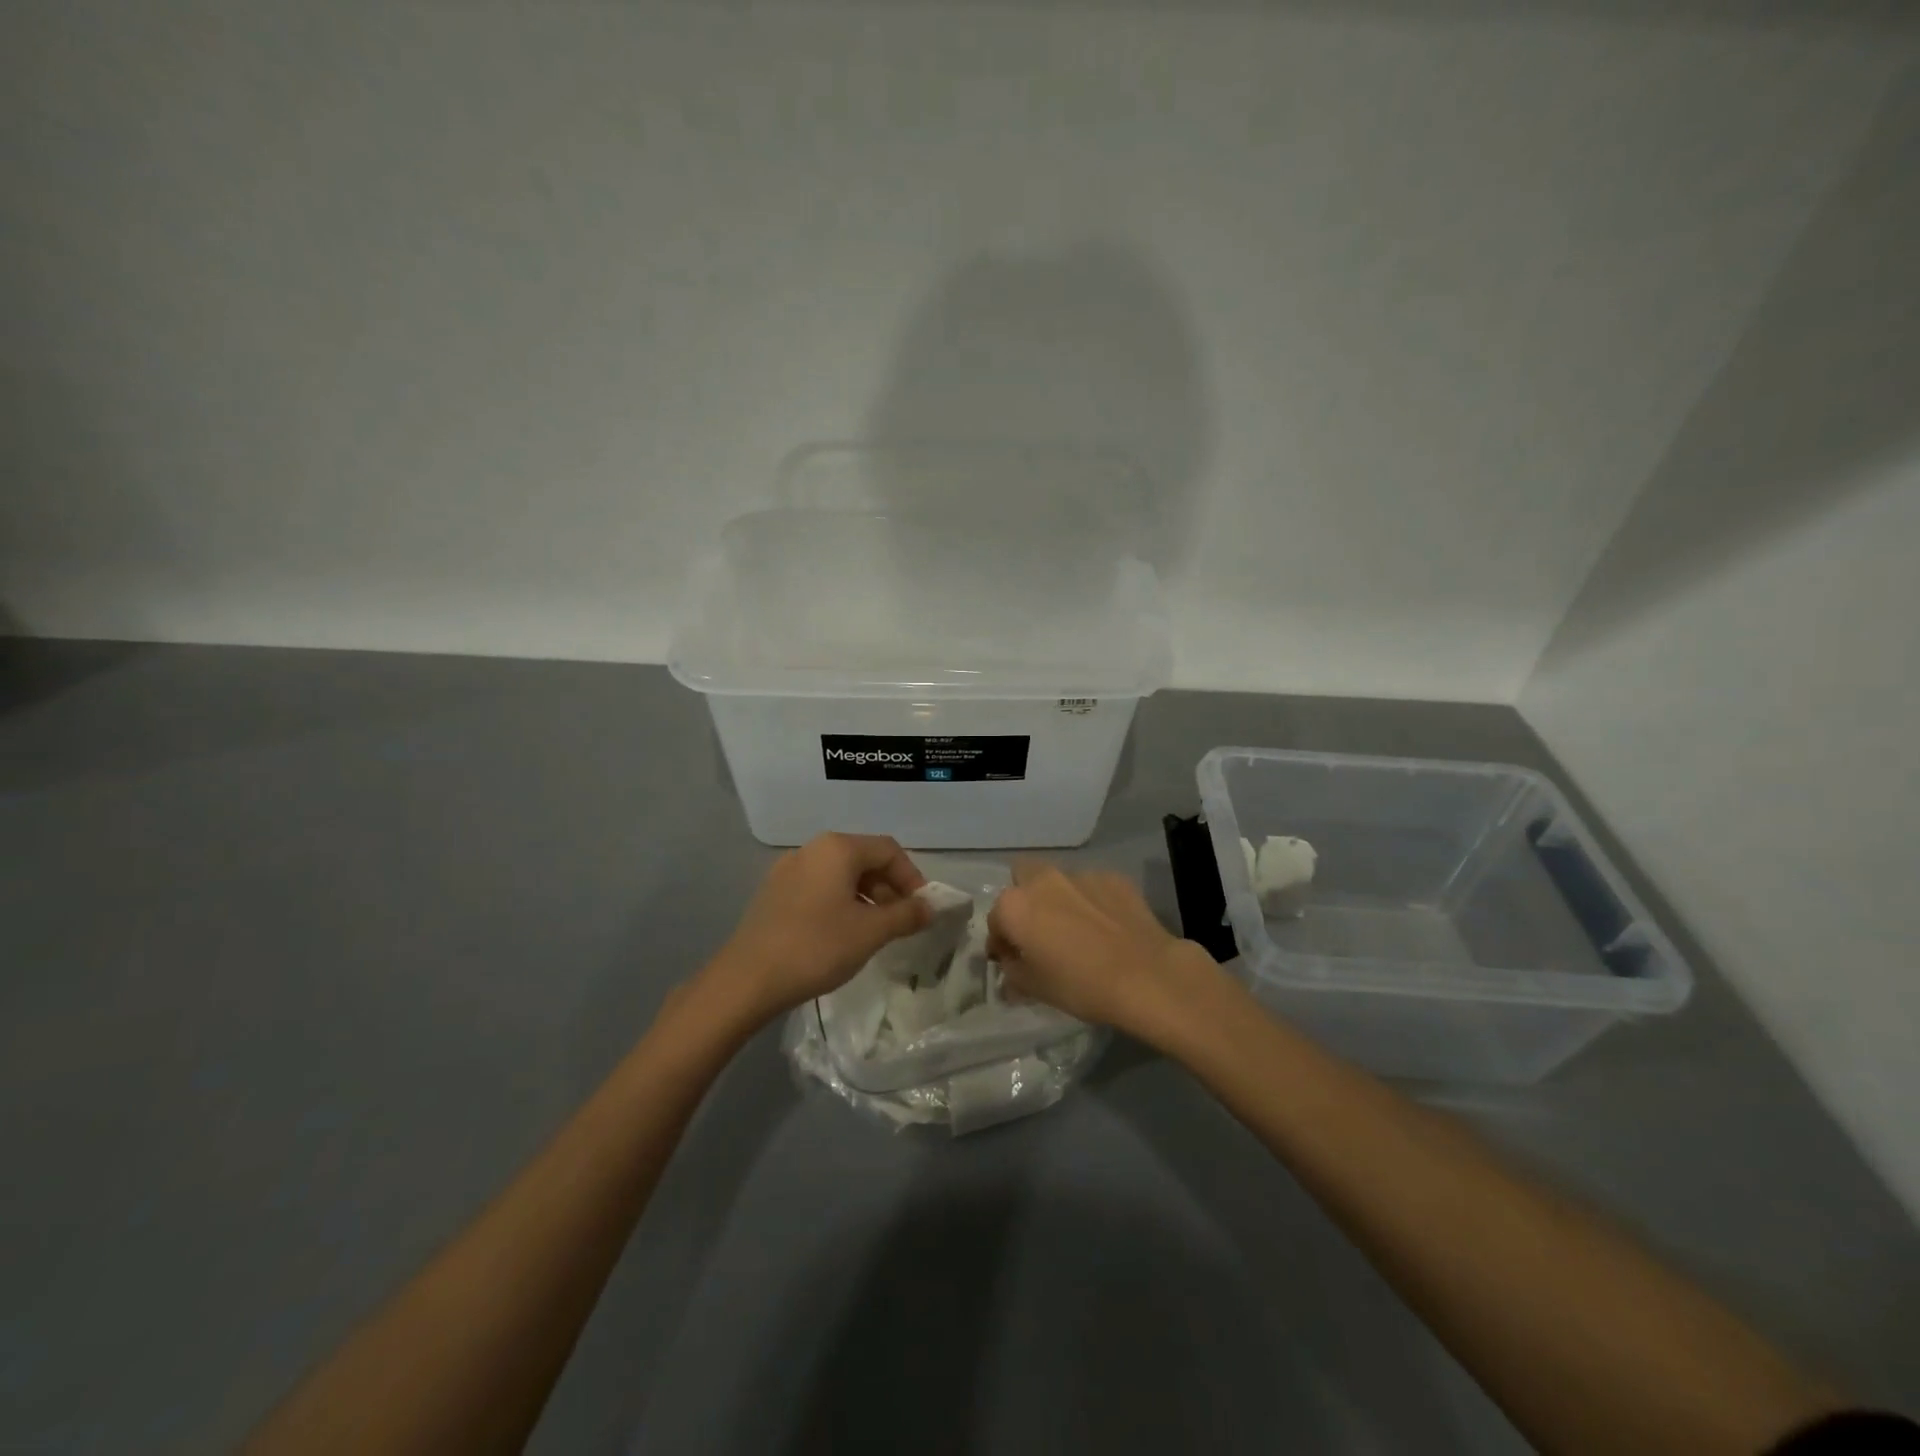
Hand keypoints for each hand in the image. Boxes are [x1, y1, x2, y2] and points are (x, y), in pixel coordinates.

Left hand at [706, 832, 931, 1023]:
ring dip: (866, 897)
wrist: (746, 980)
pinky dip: (840, 903)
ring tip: (874, 932)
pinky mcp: (774, 892)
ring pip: (840, 875)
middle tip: (901, 923)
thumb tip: (928, 907)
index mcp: (837, 848)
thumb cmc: (816, 947)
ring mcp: (789, 870)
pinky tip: (841, 934)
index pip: (889, 850)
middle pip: (864, 859)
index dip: (912, 877)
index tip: (922, 910)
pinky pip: (819, 888)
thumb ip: (905, 915)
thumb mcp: (871, 932)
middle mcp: (812, 849)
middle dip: (889, 888)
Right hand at [987, 862, 1220, 1041]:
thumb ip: (1013, 972)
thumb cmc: (1080, 985)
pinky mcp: (1113, 877)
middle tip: (1039, 931)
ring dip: (1059, 899)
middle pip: (1022, 879)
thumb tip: (1010, 965)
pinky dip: (1091, 901)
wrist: (1146, 976)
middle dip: (1025, 900)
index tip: (1013, 960)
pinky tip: (1106, 926)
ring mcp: (1080, 875)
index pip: (995, 920)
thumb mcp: (1035, 988)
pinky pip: (1091, 886)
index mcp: (1014, 906)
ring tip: (1077, 929)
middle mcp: (1043, 880)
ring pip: (1058, 881)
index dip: (1002, 942)